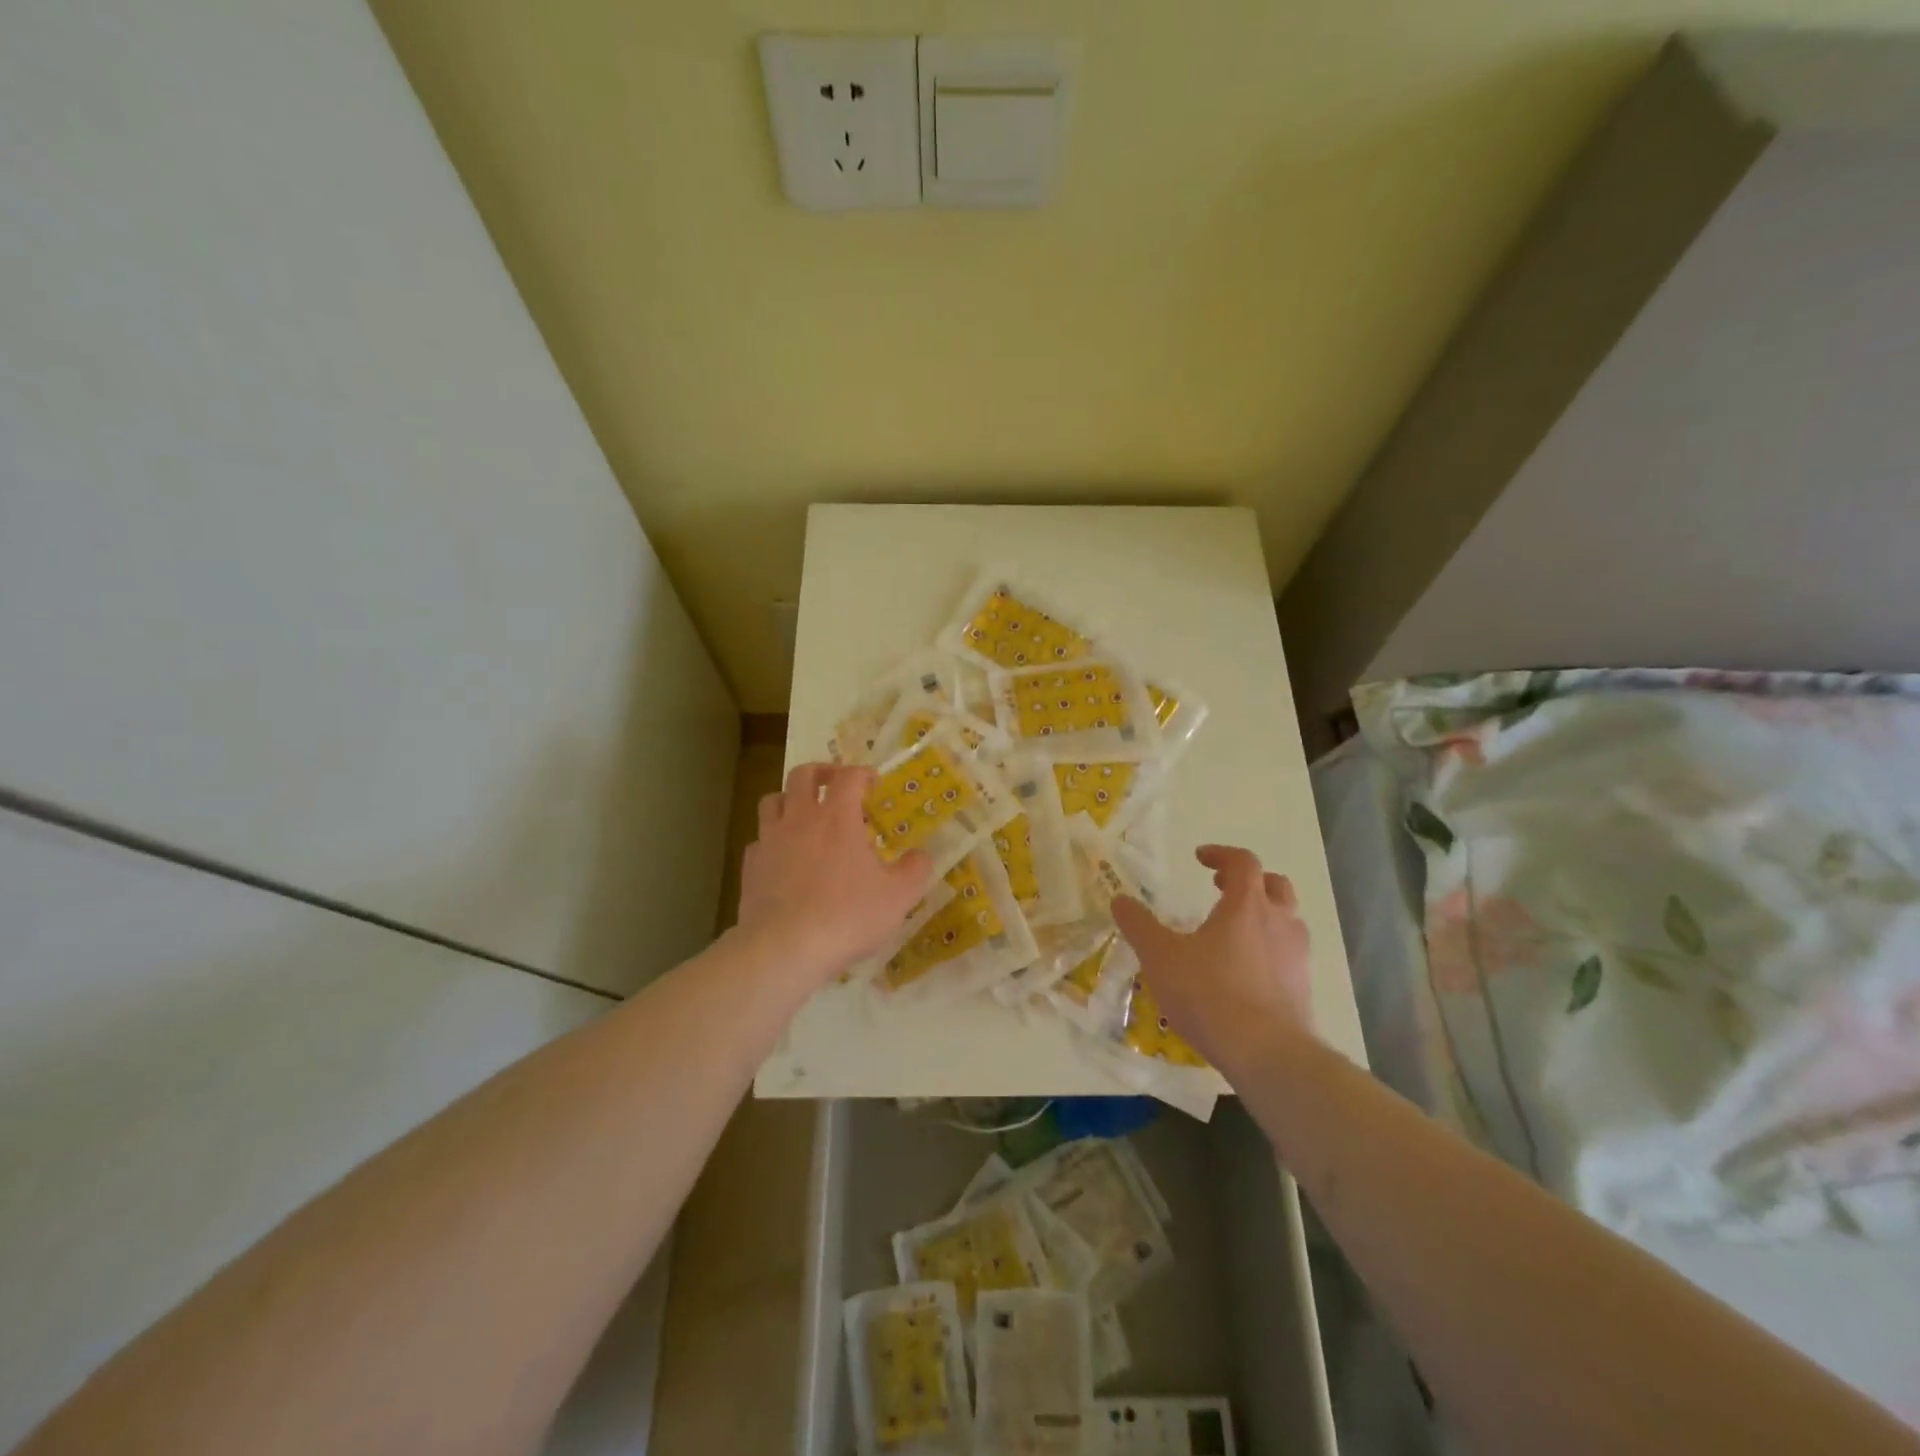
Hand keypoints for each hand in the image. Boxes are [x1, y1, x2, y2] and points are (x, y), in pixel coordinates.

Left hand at [736, 762, 933, 986]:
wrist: (785, 949)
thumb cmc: (847, 916)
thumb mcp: (898, 896)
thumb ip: (915, 870)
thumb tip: (921, 855)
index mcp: (837, 817)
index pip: (848, 776)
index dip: (862, 773)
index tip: (873, 783)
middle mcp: (799, 819)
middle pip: (802, 775)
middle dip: (821, 772)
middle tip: (835, 783)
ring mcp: (769, 841)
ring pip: (772, 801)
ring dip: (790, 799)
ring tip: (804, 814)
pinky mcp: (750, 867)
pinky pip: (759, 841)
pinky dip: (772, 840)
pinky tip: (783, 857)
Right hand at [1111, 844, 1311, 1075]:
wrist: (1267, 1053)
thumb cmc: (1210, 994)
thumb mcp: (1161, 957)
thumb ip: (1139, 926)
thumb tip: (1120, 900)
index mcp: (1247, 905)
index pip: (1242, 862)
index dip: (1221, 854)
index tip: (1200, 859)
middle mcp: (1279, 922)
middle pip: (1274, 885)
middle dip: (1249, 881)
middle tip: (1222, 889)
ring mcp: (1296, 956)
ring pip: (1287, 920)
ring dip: (1264, 916)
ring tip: (1234, 932)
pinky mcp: (1303, 988)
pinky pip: (1288, 955)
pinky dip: (1269, 951)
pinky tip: (1245, 973)